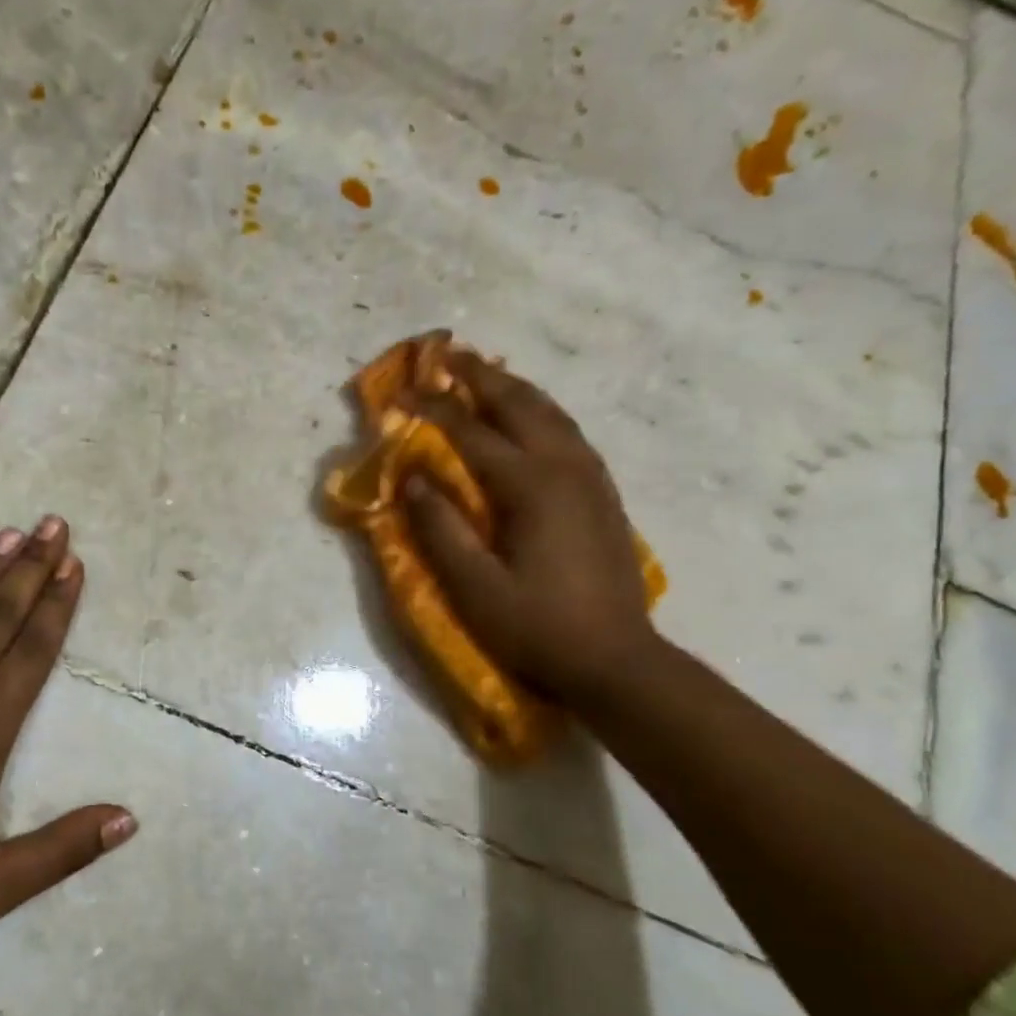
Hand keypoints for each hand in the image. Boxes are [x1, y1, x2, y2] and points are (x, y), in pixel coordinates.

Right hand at [404, 353, 656, 701]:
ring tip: (483, 376)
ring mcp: (590, 478)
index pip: (471, 432)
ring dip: (513, 388)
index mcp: (530, 487)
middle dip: (479, 377)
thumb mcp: (474, 586)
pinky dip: (539, 412)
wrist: (615, 658)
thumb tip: (412, 478)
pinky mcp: (602, 494)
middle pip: (519, 405)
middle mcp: (565, 468)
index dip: (432, 408)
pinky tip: (527, 418)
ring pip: (550, 413)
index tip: (400, 391)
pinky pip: (567, 433)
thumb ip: (440, 529)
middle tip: (446, 356)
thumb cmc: (536, 626)